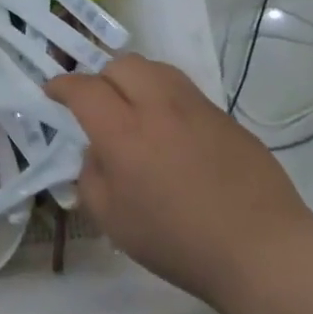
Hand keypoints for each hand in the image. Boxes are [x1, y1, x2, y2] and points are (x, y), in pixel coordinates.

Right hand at [46, 56, 312, 304]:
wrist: (260, 249)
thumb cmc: (177, 242)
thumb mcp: (112, 220)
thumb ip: (92, 177)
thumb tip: (97, 153)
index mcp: (124, 133)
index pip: (84, 89)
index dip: (62, 86)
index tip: (52, 92)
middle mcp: (159, 108)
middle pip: (122, 64)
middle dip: (100, 77)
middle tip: (96, 104)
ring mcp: (197, 109)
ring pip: (157, 69)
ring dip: (135, 80)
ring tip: (133, 109)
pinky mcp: (226, 118)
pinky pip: (185, 92)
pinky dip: (165, 98)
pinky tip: (170, 132)